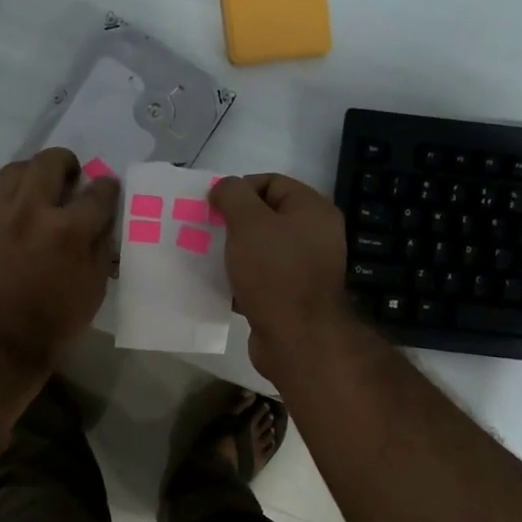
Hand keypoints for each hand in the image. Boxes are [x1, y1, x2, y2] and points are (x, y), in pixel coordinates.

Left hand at [0, 148, 118, 374]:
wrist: (0, 343)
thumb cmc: (56, 322)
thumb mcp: (94, 287)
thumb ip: (100, 245)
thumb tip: (103, 218)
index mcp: (68, 230)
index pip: (97, 192)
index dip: (108, 188)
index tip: (108, 190)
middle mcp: (32, 211)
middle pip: (52, 162)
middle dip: (69, 164)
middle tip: (73, 179)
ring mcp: (0, 213)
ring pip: (18, 168)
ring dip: (36, 172)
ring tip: (43, 188)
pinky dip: (12, 191)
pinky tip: (19, 207)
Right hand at [209, 173, 354, 381]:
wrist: (296, 338)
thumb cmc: (274, 272)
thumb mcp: (248, 223)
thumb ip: (233, 195)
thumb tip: (224, 188)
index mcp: (312, 210)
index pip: (272, 182)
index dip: (240, 188)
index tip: (213, 207)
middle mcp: (314, 236)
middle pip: (266, 217)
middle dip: (233, 222)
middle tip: (206, 231)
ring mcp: (304, 269)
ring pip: (261, 250)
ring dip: (233, 252)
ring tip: (206, 257)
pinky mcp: (291, 297)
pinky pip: (260, 279)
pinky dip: (240, 279)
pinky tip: (218, 285)